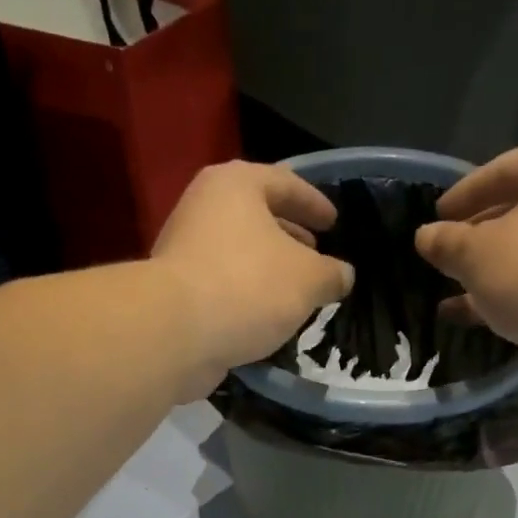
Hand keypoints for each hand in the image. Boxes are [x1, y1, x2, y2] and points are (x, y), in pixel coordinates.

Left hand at [150, 161, 355, 396]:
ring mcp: (185, 250)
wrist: (175, 333)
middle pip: (257, 217)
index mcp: (236, 185)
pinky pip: (222, 286)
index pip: (286, 183)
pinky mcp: (176, 292)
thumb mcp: (307, 279)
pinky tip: (265, 319)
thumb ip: (331, 274)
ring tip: (295, 294)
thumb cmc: (247, 287)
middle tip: (316, 258)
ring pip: (239, 254)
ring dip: (267, 271)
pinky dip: (246, 296)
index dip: (315, 203)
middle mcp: (204, 208)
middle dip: (289, 238)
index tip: (334, 223)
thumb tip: (342, 276)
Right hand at [415, 140, 517, 398]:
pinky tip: (473, 314)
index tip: (435, 218)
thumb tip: (425, 236)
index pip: (504, 168)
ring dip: (491, 270)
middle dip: (479, 235)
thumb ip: (446, 242)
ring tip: (452, 288)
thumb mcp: (476, 254)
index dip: (464, 194)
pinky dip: (510, 294)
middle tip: (445, 254)